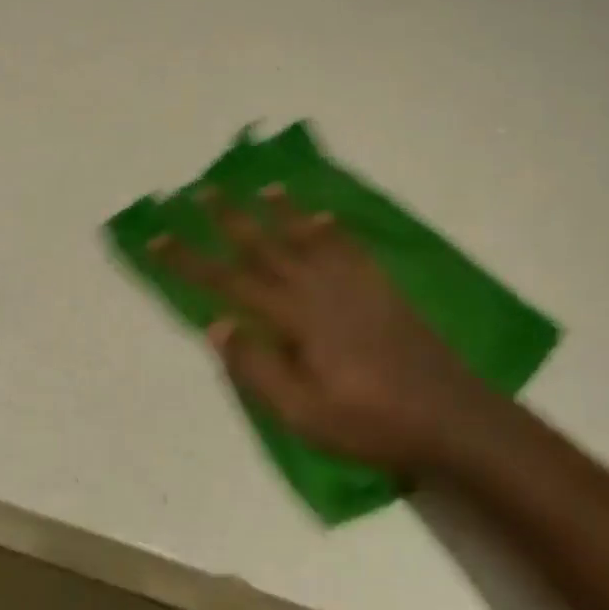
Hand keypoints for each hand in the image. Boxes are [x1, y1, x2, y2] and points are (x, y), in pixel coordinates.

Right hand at [153, 187, 498, 475]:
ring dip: (281, 211)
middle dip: (230, 219)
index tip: (157, 236)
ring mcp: (355, 285)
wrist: (451, 417)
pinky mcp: (381, 290)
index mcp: (295, 318)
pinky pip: (349, 247)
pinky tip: (322, 218)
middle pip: (265, 246)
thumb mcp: (302, 412)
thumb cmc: (369, 422)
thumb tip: (218, 325)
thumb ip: (257, 367)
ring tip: (263, 187)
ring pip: (308, 237)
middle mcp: (320, 288)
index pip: (228, 282)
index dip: (189, 260)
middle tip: (202, 190)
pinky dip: (330, 229)